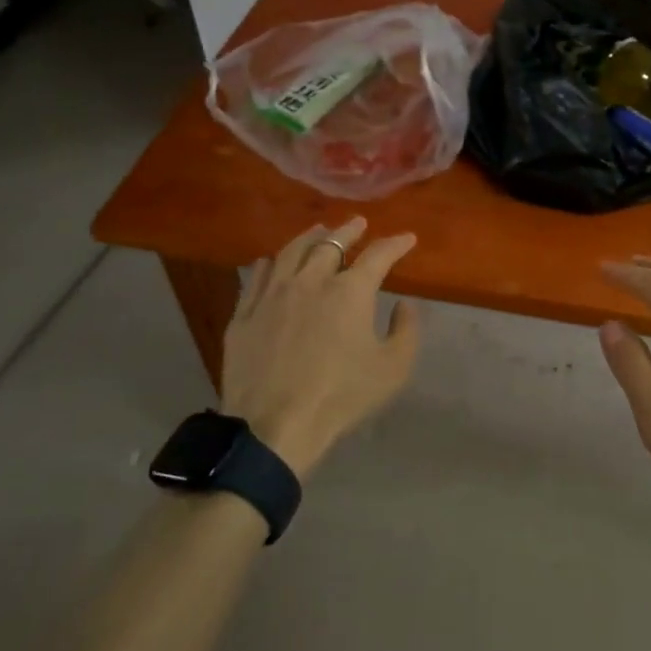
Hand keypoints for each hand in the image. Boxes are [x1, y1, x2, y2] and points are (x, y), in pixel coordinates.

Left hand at [220, 217, 420, 478]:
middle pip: (330, 243)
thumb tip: (404, 304)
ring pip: (290, 252)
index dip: (395, 244)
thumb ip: (406, 330)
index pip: (378, 255)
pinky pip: (256, 277)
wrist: (273, 427)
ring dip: (308, 237)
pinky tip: (271, 261)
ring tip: (318, 230)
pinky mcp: (244, 315)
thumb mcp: (392, 369)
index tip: (406, 238)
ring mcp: (272, 295)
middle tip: (358, 224)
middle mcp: (310, 281)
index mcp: (349, 292)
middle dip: (349, 230)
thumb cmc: (341, 397)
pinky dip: (269, 263)